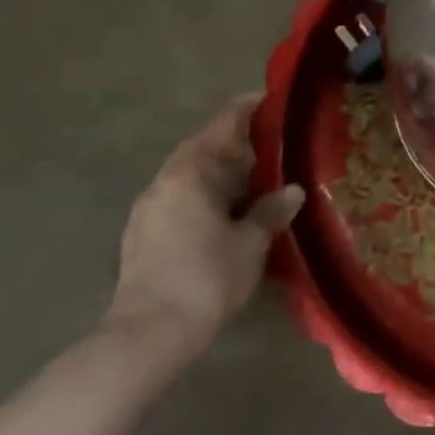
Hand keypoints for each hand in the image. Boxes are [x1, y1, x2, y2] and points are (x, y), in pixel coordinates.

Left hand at [108, 94, 304, 371]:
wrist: (148, 335)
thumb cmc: (206, 278)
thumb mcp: (251, 243)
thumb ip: (271, 210)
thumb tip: (292, 190)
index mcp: (189, 173)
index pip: (223, 125)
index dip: (249, 109)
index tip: (272, 99)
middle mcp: (163, 182)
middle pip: (203, 148)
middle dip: (236, 142)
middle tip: (273, 143)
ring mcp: (148, 209)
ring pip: (190, 176)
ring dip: (219, 171)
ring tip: (254, 178)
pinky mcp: (142, 235)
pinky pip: (180, 199)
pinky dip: (206, 194)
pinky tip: (226, 211)